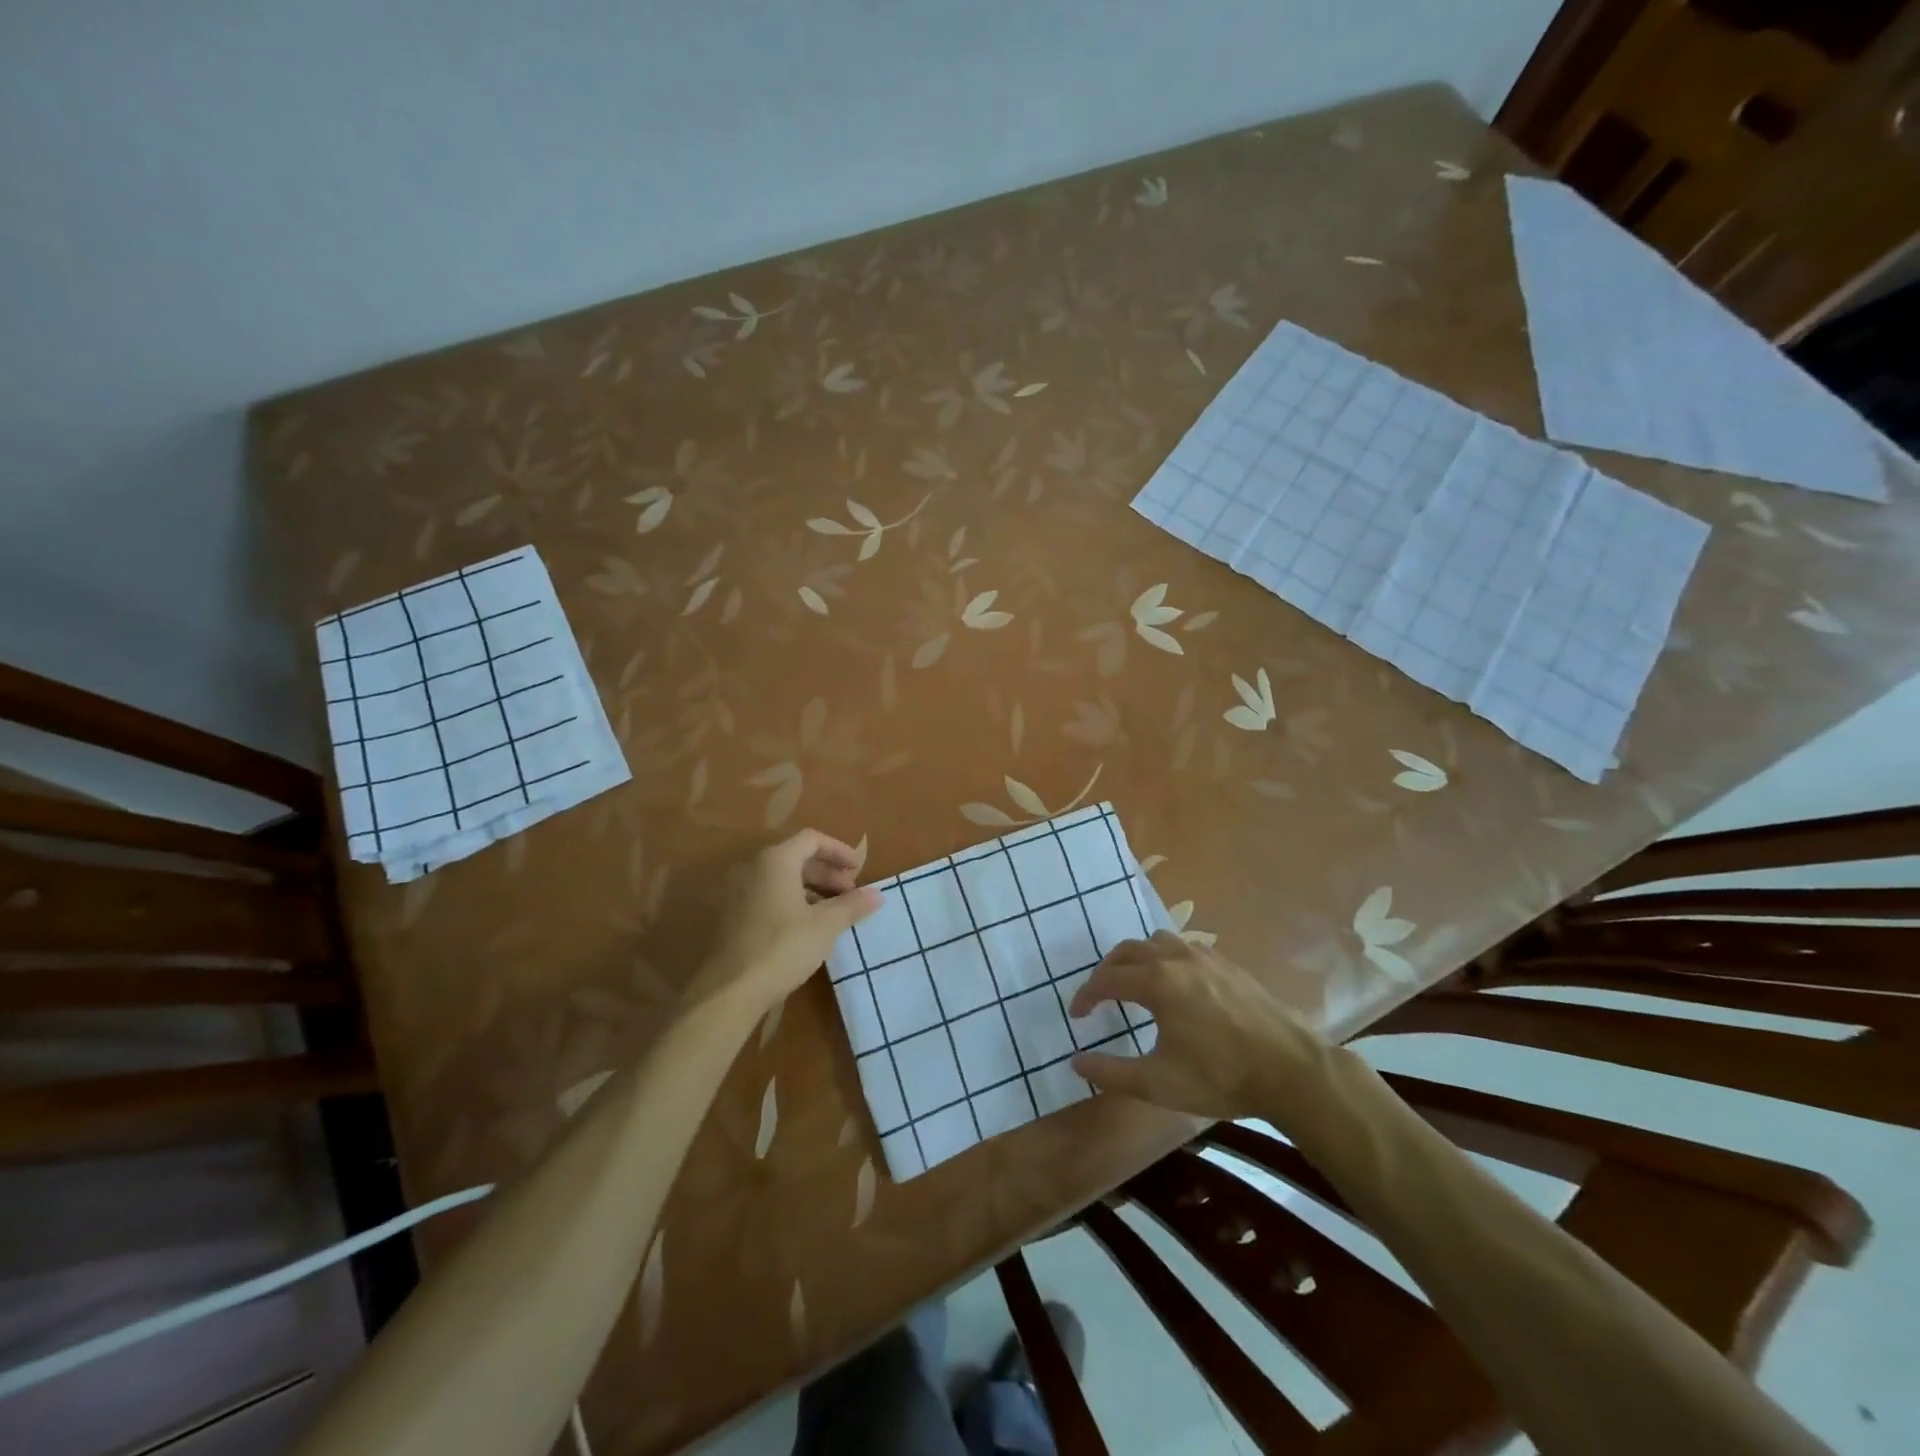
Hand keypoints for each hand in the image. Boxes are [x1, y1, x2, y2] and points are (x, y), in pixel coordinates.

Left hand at [688, 829, 880, 1019]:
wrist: (728, 992)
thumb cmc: (782, 948)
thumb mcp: (825, 926)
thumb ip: (852, 905)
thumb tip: (878, 894)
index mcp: (775, 861)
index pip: (811, 839)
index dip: (838, 850)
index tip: (858, 869)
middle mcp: (752, 868)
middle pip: (796, 858)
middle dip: (827, 873)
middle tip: (850, 895)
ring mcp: (737, 892)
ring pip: (781, 879)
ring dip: (811, 890)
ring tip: (833, 914)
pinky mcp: (730, 916)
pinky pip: (767, 896)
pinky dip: (791, 902)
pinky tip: (806, 928)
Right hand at [1068, 931, 1332, 1121]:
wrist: (1291, 1070)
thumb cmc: (1221, 1077)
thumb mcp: (1158, 1083)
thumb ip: (1111, 1072)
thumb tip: (1076, 1062)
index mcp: (1157, 983)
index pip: (1107, 979)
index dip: (1086, 995)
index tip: (1076, 1014)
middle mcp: (1177, 959)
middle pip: (1128, 951)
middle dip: (1107, 970)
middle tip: (1099, 996)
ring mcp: (1205, 957)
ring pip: (1158, 941)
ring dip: (1137, 957)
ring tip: (1133, 983)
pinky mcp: (1228, 965)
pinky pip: (1184, 947)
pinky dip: (1166, 958)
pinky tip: (1175, 984)